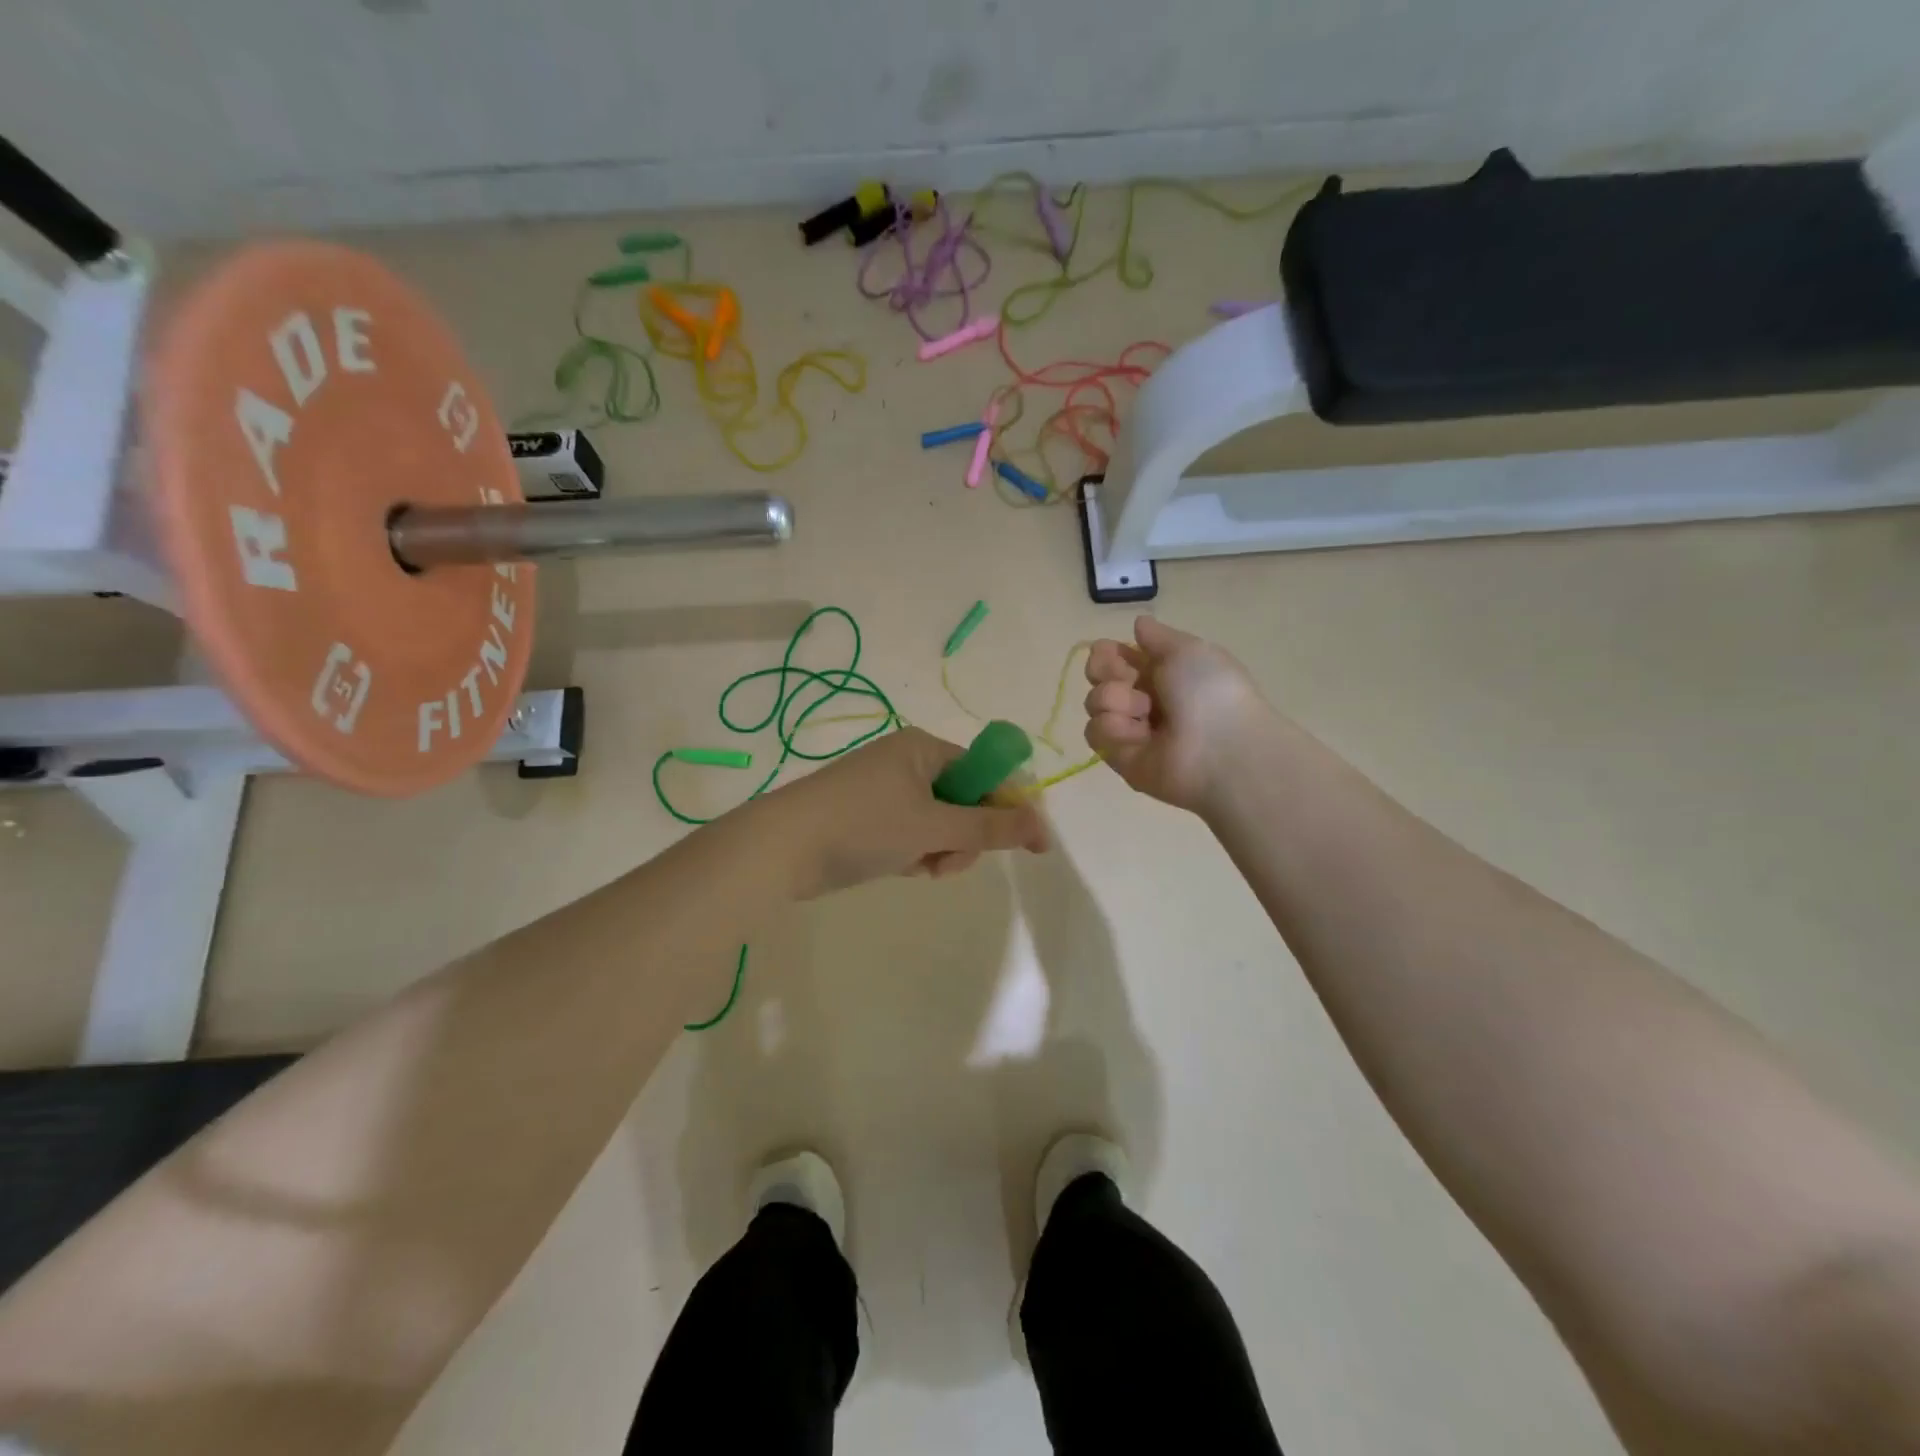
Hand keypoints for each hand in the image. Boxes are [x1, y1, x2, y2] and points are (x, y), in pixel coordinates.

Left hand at [761, 727, 1049, 897]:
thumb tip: (1043, 826)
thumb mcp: (933, 826)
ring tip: (919, 867)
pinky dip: (915, 854)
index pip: (986, 772)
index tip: (1031, 845)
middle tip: (947, 859)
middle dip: (964, 837)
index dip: (1010, 807)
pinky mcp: (871, 818)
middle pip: (965, 801)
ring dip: (940, 850)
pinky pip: (913, 835)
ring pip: (940, 824)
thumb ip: (991, 827)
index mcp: (924, 748)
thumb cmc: (862, 824)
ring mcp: (887, 791)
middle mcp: (908, 763)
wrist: (780, 848)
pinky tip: (901, 868)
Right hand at [1084, 616, 1269, 814]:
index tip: (1111, 651)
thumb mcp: (1188, 649)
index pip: (1116, 657)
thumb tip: (1139, 623)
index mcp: (1162, 672)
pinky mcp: (1118, 756)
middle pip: (1099, 677)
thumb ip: (1157, 637)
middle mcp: (1143, 699)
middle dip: (1105, 671)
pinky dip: (1113, 728)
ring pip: (1095, 702)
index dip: (1107, 652)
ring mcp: (1130, 729)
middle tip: (1127, 679)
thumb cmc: (1209, 690)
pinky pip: (1096, 732)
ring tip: (1142, 712)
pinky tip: (1138, 734)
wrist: (1220, 748)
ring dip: (1114, 699)